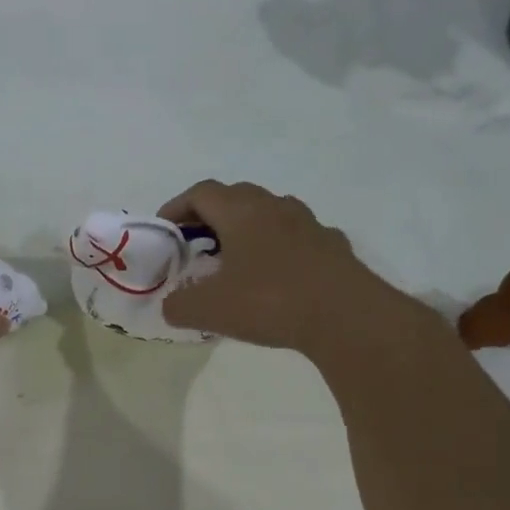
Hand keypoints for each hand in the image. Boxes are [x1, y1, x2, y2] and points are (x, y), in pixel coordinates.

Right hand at [159, 180, 407, 356]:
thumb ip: (179, 305)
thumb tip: (171, 304)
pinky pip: (298, 238)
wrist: (345, 316)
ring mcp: (309, 224)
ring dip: (247, 229)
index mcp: (241, 212)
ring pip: (270, 213)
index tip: (164, 229)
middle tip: (195, 243)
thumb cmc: (268, 301)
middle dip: (210, 215)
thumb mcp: (208, 310)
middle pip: (236, 196)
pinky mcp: (333, 247)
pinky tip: (277, 276)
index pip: (201, 193)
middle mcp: (275, 207)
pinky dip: (279, 249)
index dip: (177, 207)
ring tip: (235, 259)